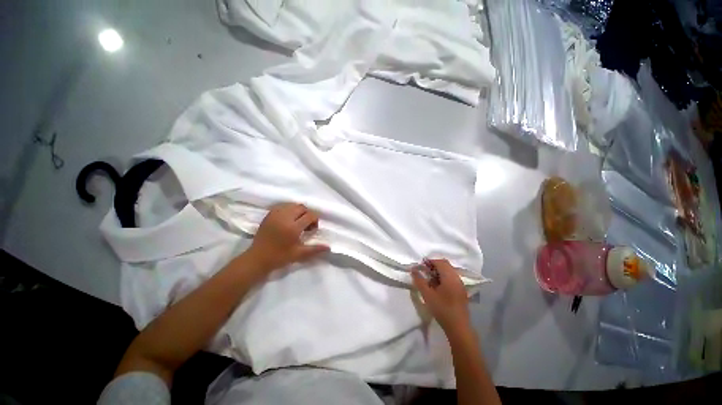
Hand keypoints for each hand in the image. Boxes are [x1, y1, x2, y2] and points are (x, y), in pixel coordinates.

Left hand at [245, 203, 328, 273]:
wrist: (257, 258)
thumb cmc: (279, 257)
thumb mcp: (299, 254)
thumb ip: (314, 249)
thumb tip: (329, 247)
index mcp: (293, 228)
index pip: (309, 215)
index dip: (315, 220)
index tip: (312, 229)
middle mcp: (285, 218)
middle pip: (302, 207)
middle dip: (307, 214)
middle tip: (306, 225)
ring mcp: (275, 215)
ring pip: (292, 205)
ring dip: (298, 211)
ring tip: (297, 221)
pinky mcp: (269, 215)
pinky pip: (282, 206)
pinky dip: (288, 210)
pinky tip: (288, 219)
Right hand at [412, 259, 470, 334]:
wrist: (458, 328)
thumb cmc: (442, 309)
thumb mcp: (427, 294)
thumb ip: (419, 280)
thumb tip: (413, 269)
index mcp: (450, 277)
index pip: (440, 262)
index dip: (429, 261)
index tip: (420, 266)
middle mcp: (457, 278)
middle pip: (445, 265)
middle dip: (434, 265)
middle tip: (424, 271)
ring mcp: (460, 285)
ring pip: (449, 271)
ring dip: (439, 271)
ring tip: (429, 279)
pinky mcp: (461, 291)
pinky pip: (452, 278)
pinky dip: (443, 278)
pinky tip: (437, 287)